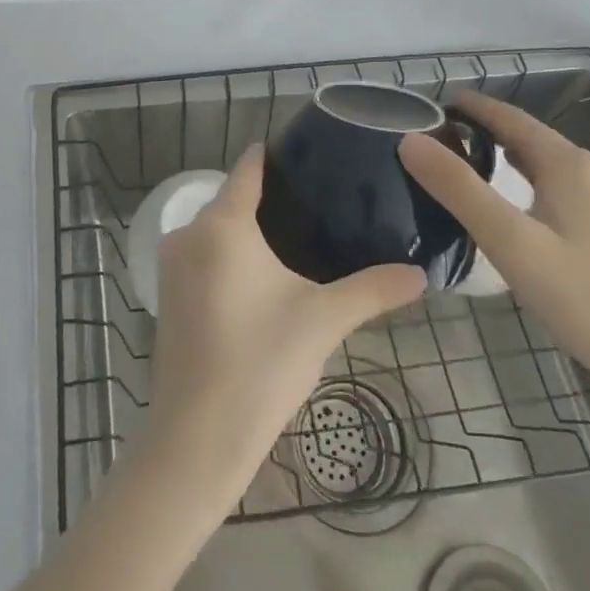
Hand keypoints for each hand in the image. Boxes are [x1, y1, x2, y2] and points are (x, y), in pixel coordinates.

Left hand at [148, 144, 425, 496]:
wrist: (197, 437)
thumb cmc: (261, 363)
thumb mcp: (323, 320)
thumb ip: (373, 290)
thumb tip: (421, 275)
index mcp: (221, 224)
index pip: (248, 168)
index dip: (277, 156)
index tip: (312, 154)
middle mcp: (188, 233)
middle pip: (232, 198)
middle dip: (272, 199)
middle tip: (324, 204)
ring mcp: (171, 265)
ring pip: (217, 230)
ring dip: (251, 231)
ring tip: (302, 239)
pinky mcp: (167, 295)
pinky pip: (204, 256)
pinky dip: (231, 256)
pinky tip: (265, 278)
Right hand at [399, 93, 589, 388]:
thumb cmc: (581, 295)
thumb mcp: (508, 240)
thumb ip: (458, 188)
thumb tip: (410, 141)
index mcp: (569, 164)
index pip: (511, 118)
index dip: (473, 107)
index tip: (435, 103)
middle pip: (531, 137)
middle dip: (486, 130)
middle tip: (441, 136)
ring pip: (548, 162)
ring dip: (508, 155)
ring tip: (468, 163)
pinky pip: (562, 184)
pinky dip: (529, 178)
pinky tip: (516, 202)